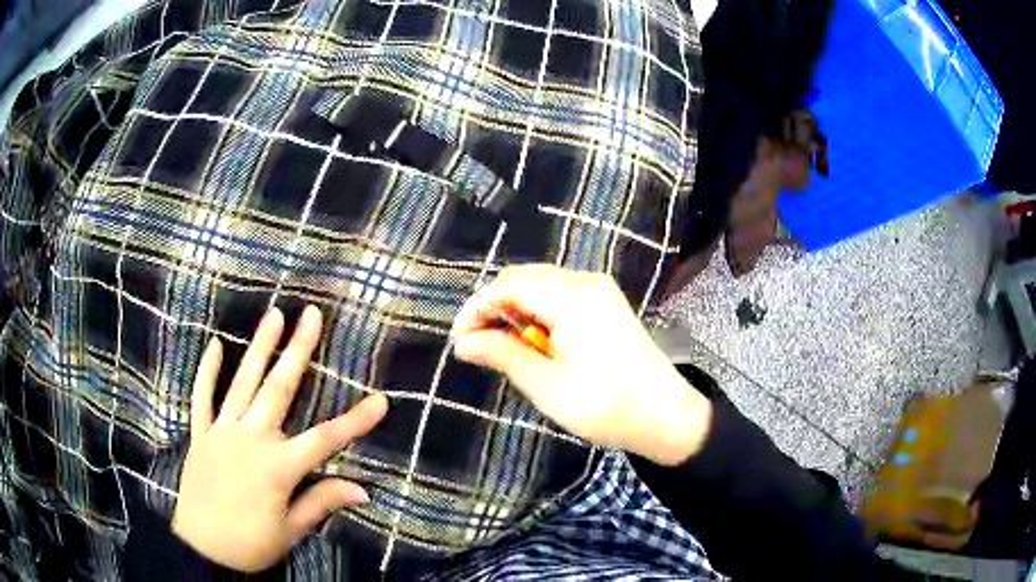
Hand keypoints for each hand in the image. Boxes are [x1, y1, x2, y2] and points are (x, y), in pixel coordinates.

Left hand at [173, 306, 388, 571]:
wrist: (203, 549)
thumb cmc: (251, 544)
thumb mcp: (291, 530)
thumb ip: (322, 502)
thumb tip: (363, 490)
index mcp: (278, 467)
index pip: (325, 439)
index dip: (356, 421)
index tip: (381, 400)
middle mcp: (251, 440)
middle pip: (279, 389)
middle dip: (298, 350)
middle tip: (311, 315)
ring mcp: (222, 432)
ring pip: (243, 383)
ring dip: (259, 347)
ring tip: (274, 315)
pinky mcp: (201, 434)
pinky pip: (203, 397)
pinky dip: (208, 371)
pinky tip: (217, 344)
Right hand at [452, 265, 711, 465]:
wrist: (664, 415)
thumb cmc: (604, 405)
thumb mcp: (546, 385)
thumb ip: (502, 355)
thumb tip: (463, 343)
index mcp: (572, 298)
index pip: (508, 285)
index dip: (477, 308)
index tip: (461, 341)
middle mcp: (586, 282)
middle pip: (523, 278)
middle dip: (495, 307)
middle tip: (479, 345)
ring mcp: (600, 290)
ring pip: (540, 285)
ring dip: (516, 311)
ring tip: (507, 348)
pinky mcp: (607, 303)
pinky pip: (560, 295)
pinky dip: (539, 313)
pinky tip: (538, 343)